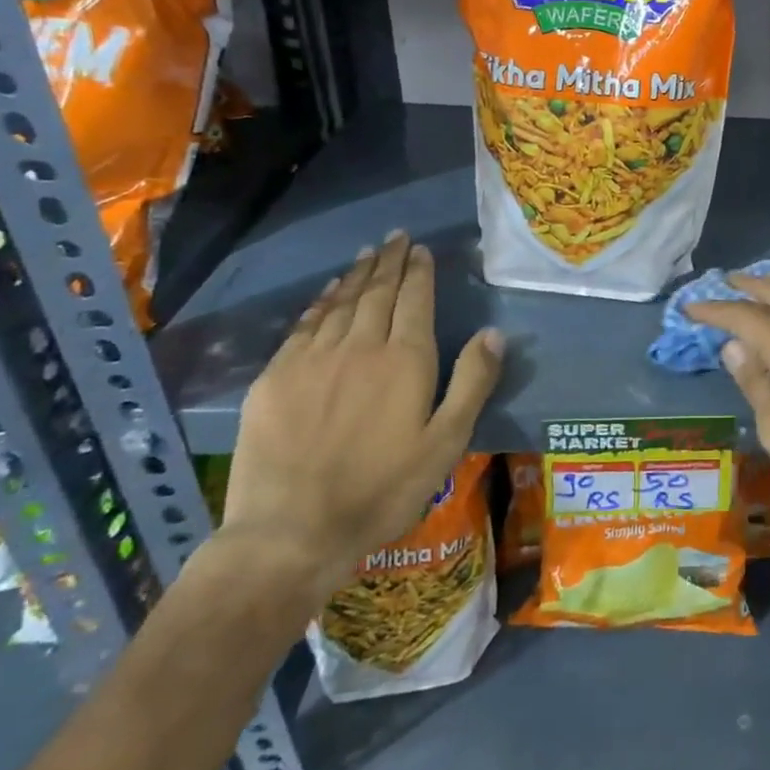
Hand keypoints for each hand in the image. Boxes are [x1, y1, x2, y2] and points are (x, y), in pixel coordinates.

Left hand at [217, 232, 503, 611]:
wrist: (291, 532)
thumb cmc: (382, 490)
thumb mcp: (445, 442)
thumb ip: (472, 383)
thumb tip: (494, 333)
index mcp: (405, 360)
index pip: (415, 300)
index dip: (419, 272)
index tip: (421, 250)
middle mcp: (359, 346)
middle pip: (377, 292)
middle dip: (389, 261)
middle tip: (396, 237)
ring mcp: (312, 359)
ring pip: (340, 303)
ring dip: (356, 274)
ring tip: (367, 253)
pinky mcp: (275, 378)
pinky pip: (304, 326)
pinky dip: (320, 302)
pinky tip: (327, 292)